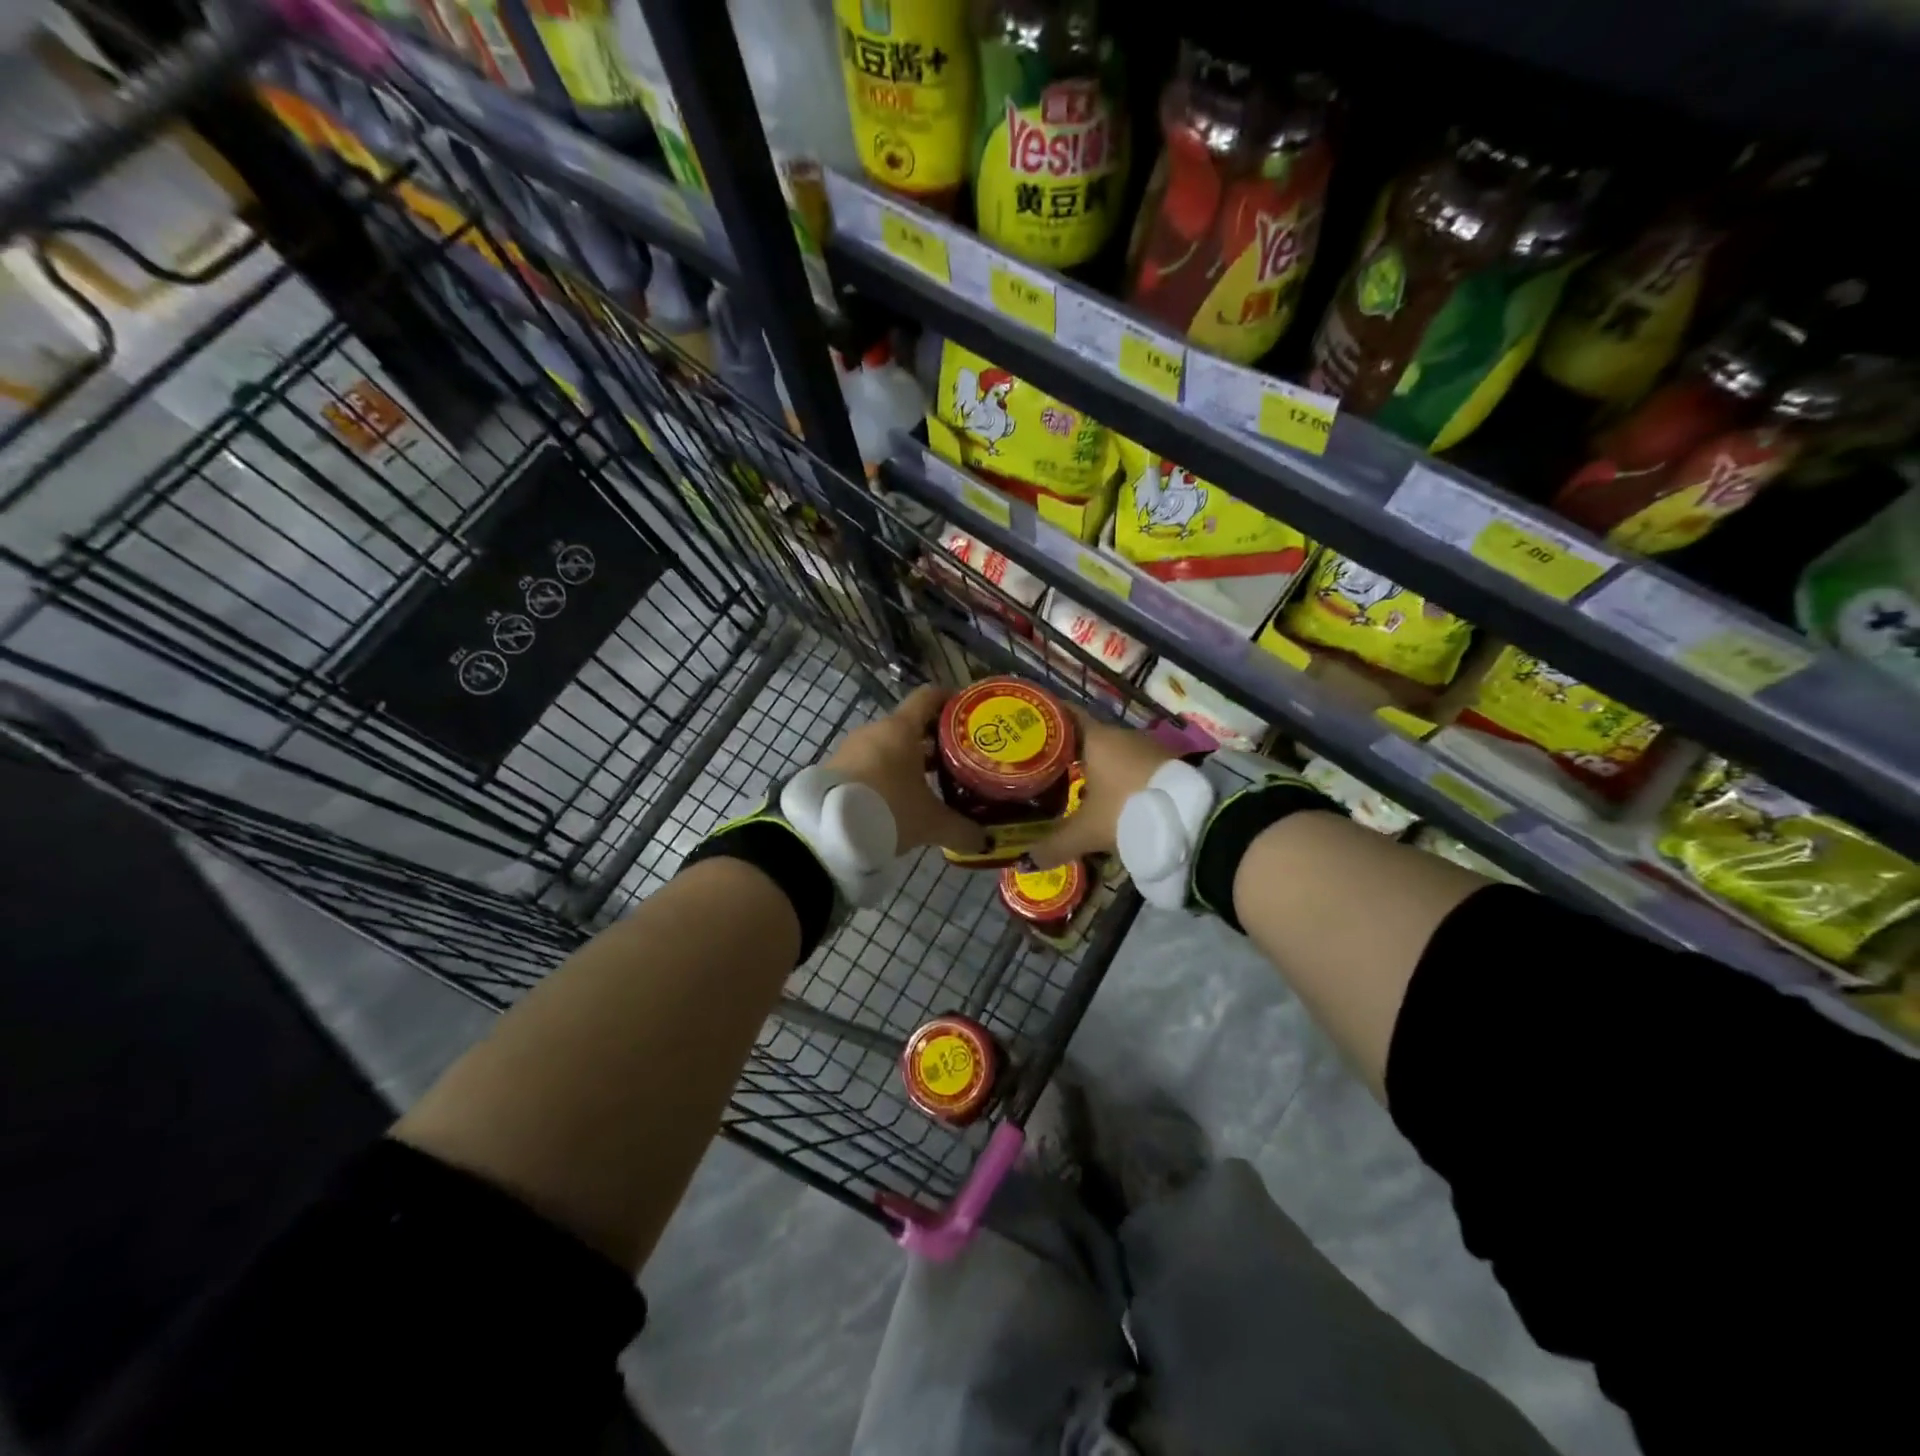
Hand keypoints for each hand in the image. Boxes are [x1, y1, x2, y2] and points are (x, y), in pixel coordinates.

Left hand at [826, 685, 986, 855]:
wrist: (826, 832)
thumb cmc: (888, 811)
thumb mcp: (931, 823)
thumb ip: (961, 829)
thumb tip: (985, 841)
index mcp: (901, 728)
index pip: (929, 697)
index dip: (950, 700)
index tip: (968, 713)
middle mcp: (876, 730)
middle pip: (911, 724)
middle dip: (935, 740)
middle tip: (959, 758)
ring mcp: (852, 748)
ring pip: (889, 745)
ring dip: (910, 759)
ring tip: (932, 782)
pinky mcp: (836, 768)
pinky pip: (870, 762)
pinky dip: (887, 773)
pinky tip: (899, 797)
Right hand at [1025, 710, 1176, 869]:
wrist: (1194, 820)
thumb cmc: (1128, 811)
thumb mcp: (1087, 832)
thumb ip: (1054, 844)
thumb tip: (1025, 862)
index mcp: (1097, 738)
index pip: (1064, 715)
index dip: (1045, 720)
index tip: (1027, 730)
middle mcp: (1122, 735)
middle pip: (1086, 736)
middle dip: (1066, 751)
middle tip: (1043, 767)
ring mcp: (1149, 747)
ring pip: (1112, 752)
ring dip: (1095, 766)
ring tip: (1072, 784)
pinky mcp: (1168, 764)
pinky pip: (1133, 765)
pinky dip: (1118, 777)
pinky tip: (1110, 796)